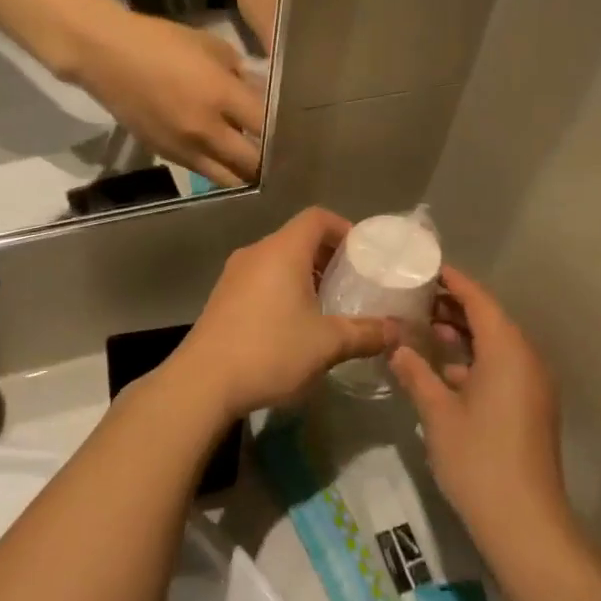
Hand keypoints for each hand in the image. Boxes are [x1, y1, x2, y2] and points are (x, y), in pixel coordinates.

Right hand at [76, 11, 266, 185]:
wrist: (106, 56)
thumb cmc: (162, 42)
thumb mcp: (212, 47)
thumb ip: (241, 74)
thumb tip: (262, 94)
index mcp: (221, 96)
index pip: (266, 127)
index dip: (283, 133)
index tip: (294, 132)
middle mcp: (206, 130)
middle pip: (252, 163)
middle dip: (268, 162)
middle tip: (279, 156)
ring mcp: (185, 148)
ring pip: (228, 178)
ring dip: (244, 174)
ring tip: (254, 164)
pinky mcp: (166, 156)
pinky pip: (203, 171)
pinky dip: (219, 169)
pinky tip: (225, 158)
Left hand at [161, 208, 399, 423]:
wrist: (202, 383)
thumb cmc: (270, 351)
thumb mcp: (327, 344)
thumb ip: (366, 333)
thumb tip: (398, 333)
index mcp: (282, 250)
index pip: (317, 218)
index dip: (344, 228)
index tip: (363, 254)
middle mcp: (256, 253)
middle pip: (297, 238)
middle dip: (327, 256)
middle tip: (352, 282)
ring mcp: (234, 275)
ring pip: (278, 260)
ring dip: (305, 275)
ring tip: (327, 305)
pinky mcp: (222, 298)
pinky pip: (261, 279)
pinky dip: (283, 289)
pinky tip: (294, 324)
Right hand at [389, 266, 570, 559]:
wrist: (524, 521)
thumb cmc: (478, 459)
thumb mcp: (438, 413)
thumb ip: (417, 374)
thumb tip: (397, 347)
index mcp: (507, 351)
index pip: (480, 301)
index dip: (454, 281)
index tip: (427, 267)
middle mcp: (526, 360)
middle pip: (490, 320)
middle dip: (455, 307)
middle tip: (417, 297)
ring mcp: (532, 386)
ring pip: (496, 346)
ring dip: (465, 335)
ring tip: (425, 328)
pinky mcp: (530, 408)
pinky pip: (502, 368)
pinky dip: (475, 361)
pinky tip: (444, 370)